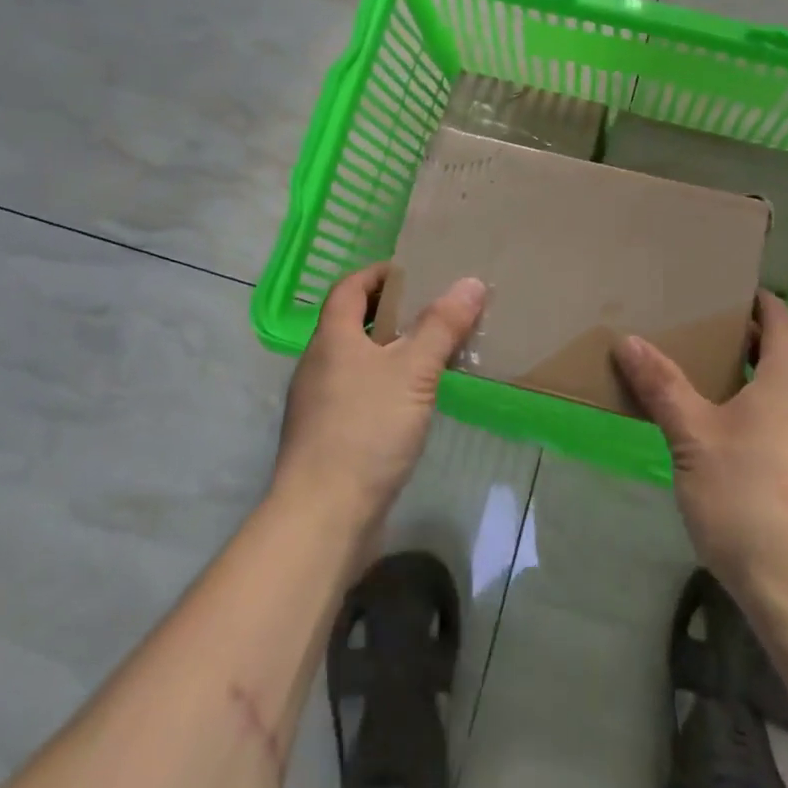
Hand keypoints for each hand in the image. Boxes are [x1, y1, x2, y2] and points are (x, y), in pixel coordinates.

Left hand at [273, 264, 486, 531]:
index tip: (412, 272)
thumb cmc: (366, 429)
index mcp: (331, 338)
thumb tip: (470, 282)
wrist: (322, 516)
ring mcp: (318, 403)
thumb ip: (441, 326)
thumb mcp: (413, 372)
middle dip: (389, 312)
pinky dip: (383, 385)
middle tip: (432, 310)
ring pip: (355, 361)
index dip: (377, 273)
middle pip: (350, 322)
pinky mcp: (326, 437)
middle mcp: (317, 364)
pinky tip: (411, 403)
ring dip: (388, 351)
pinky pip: (357, 393)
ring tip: (429, 354)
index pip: (349, 287)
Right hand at [615, 291, 787, 619]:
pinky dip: (756, 426)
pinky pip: (783, 438)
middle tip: (706, 338)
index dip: (768, 307)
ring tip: (705, 393)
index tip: (744, 291)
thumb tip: (629, 340)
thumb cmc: (748, 500)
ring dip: (750, 390)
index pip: (786, 331)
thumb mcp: (693, 439)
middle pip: (785, 367)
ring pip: (783, 406)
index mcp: (787, 391)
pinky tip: (725, 452)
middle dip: (750, 348)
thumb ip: (663, 388)